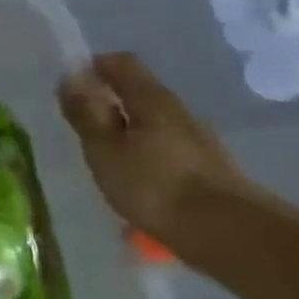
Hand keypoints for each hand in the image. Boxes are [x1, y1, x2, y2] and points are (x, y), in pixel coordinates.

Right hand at [58, 53, 252, 240]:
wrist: (228, 234)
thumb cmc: (154, 185)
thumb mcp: (105, 148)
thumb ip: (86, 113)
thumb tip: (71, 76)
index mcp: (152, 100)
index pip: (121, 63)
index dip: (94, 66)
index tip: (71, 85)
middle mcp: (178, 112)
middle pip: (139, 93)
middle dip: (108, 102)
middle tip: (81, 126)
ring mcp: (198, 140)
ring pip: (152, 122)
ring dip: (126, 131)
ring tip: (104, 157)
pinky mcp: (207, 168)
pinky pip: (165, 148)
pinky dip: (144, 154)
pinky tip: (134, 180)